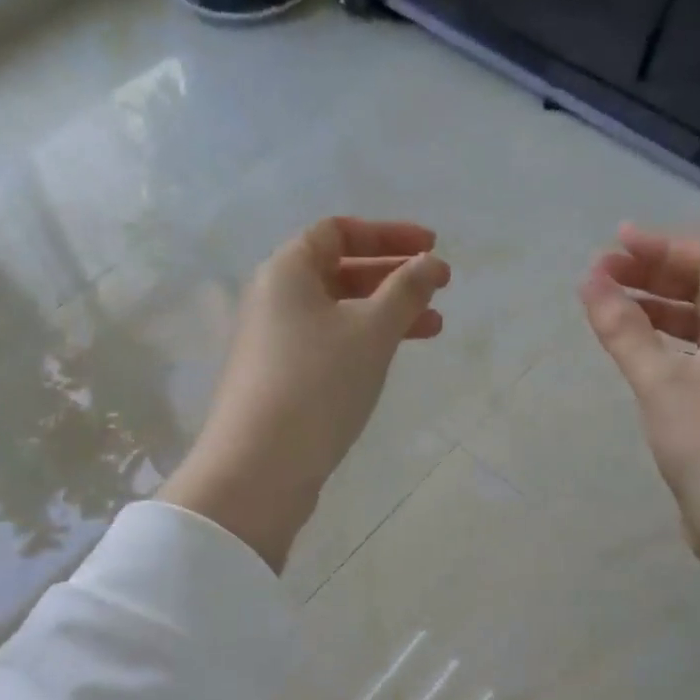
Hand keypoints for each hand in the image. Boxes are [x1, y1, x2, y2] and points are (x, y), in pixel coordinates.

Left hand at [161, 218, 450, 573]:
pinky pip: (329, 344)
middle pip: (339, 270)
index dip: (388, 234)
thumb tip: (431, 263)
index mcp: (287, 271)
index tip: (431, 247)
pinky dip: (364, 343)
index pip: (338, 231)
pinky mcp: (280, 379)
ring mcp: (275, 342)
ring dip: (385, 313)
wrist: (259, 468)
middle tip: (440, 288)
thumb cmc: (318, 384)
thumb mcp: (371, 331)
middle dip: (393, 276)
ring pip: (339, 312)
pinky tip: (391, 360)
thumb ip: (406, 291)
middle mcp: (274, 299)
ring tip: (434, 329)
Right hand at [581, 225, 699, 640]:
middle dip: (656, 276)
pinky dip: (670, 344)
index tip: (614, 244)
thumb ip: (623, 328)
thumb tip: (590, 280)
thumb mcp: (659, 380)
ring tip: (613, 306)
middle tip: (605, 273)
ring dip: (660, 310)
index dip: (661, 248)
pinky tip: (640, 352)